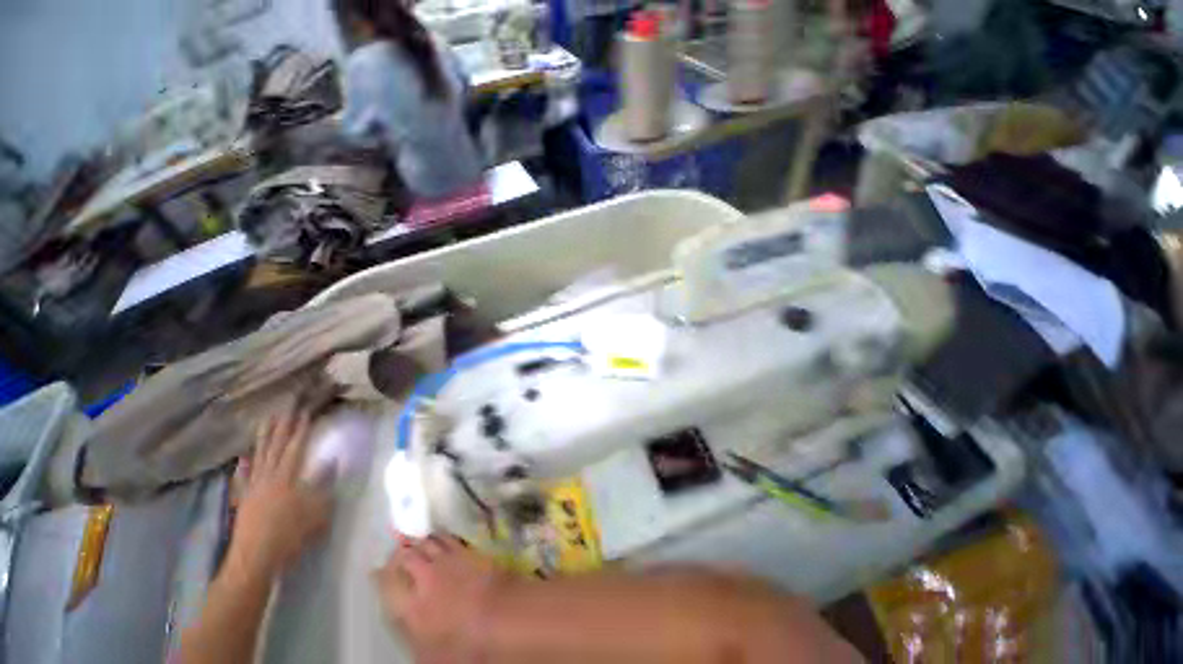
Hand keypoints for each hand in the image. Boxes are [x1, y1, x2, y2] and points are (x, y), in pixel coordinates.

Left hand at [225, 409, 331, 581]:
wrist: (255, 559)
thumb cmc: (291, 534)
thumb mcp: (316, 509)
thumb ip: (323, 482)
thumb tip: (331, 458)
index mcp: (287, 477)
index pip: (296, 447)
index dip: (301, 429)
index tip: (305, 412)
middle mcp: (268, 476)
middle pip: (275, 446)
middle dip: (282, 426)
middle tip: (285, 407)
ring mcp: (253, 487)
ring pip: (258, 456)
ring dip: (263, 438)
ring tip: (265, 421)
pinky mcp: (244, 499)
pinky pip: (243, 476)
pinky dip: (244, 464)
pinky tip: (244, 456)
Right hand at [372, 535, 506, 656]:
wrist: (502, 614)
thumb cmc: (464, 644)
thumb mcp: (429, 654)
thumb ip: (411, 636)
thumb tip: (406, 623)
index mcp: (410, 606)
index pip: (387, 583)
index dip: (380, 575)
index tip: (376, 571)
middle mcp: (426, 577)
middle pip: (407, 555)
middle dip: (400, 553)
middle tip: (398, 553)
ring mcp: (449, 559)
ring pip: (428, 541)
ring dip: (421, 542)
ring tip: (418, 543)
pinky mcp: (469, 550)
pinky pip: (450, 538)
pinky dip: (442, 537)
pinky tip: (442, 539)